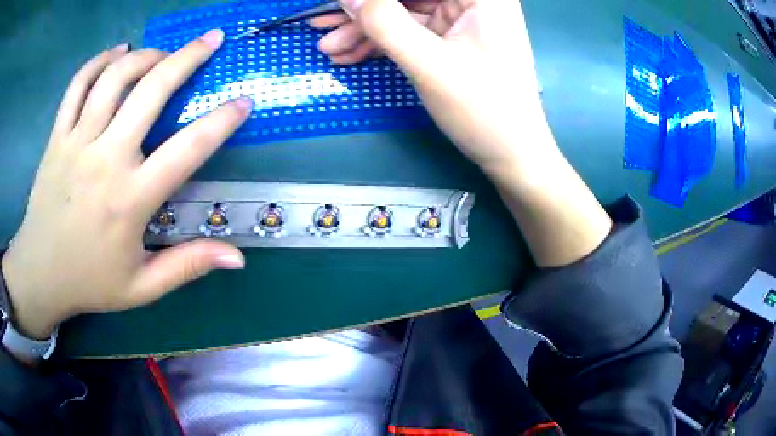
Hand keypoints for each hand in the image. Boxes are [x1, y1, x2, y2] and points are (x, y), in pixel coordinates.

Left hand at [1, 29, 251, 339]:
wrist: (40, 274)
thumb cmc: (90, 281)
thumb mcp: (142, 287)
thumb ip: (188, 266)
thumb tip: (238, 258)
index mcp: (130, 199)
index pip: (187, 149)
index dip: (221, 121)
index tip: (243, 101)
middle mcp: (105, 160)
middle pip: (151, 91)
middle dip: (188, 58)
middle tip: (211, 39)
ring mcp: (77, 142)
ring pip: (115, 77)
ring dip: (145, 55)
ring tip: (162, 53)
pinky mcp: (57, 136)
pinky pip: (78, 85)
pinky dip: (99, 61)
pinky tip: (116, 52)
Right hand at [315, 0, 612, 266]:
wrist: (512, 156)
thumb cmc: (484, 111)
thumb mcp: (430, 64)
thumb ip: (385, 25)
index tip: (338, 6)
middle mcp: (473, 1)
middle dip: (364, 13)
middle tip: (322, 26)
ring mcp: (462, 20)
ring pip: (404, 13)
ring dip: (365, 30)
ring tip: (330, 50)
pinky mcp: (453, 40)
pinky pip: (410, 32)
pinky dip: (382, 43)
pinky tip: (352, 56)